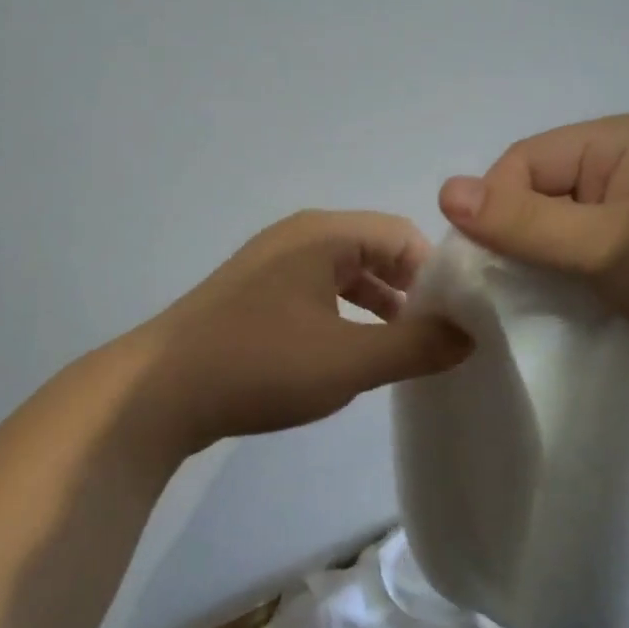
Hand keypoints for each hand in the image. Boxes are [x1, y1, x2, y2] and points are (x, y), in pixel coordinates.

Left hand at [134, 210, 472, 454]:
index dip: (436, 274)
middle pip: (374, 252)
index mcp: (323, 234)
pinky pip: (315, 295)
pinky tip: (348, 356)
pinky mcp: (252, 297)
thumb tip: (470, 334)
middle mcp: (297, 238)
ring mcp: (269, 266)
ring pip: (344, 276)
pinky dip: (343, 318)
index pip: (402, 235)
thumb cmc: (261, 364)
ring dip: (377, 308)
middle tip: (434, 338)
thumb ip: (417, 346)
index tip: (457, 319)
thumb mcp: (350, 359)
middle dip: (409, 292)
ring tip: (399, 351)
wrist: (158, 393)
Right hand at [437, 114, 628, 389]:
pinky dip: (574, 277)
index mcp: (617, 140)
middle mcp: (628, 162)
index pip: (522, 162)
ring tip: (543, 302)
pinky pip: (591, 252)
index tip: (493, 267)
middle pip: (540, 193)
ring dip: (546, 263)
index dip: (496, 210)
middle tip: (513, 291)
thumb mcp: (604, 246)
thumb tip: (444, 190)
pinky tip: (573, 307)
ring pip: (564, 227)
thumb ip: (524, 222)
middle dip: (520, 239)